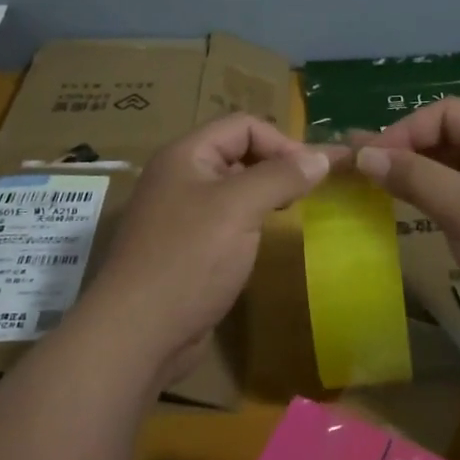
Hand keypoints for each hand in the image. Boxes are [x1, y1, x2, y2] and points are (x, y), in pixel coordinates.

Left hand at [85, 114, 340, 384]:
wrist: (137, 334)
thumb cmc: (189, 259)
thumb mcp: (239, 208)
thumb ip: (281, 176)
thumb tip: (323, 157)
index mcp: (185, 155)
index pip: (243, 125)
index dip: (281, 141)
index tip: (313, 172)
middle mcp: (179, 177)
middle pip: (237, 152)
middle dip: (275, 164)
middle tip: (308, 191)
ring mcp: (180, 214)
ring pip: (233, 188)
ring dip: (265, 193)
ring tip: (292, 210)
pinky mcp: (185, 248)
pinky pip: (225, 219)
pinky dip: (250, 220)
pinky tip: (264, 239)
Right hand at [353, 98, 459, 352]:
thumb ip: (413, 176)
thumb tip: (363, 153)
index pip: (445, 113)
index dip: (402, 132)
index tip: (365, 159)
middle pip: (451, 134)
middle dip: (408, 151)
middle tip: (363, 171)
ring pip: (459, 163)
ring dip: (422, 174)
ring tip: (378, 187)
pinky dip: (441, 195)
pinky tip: (415, 208)